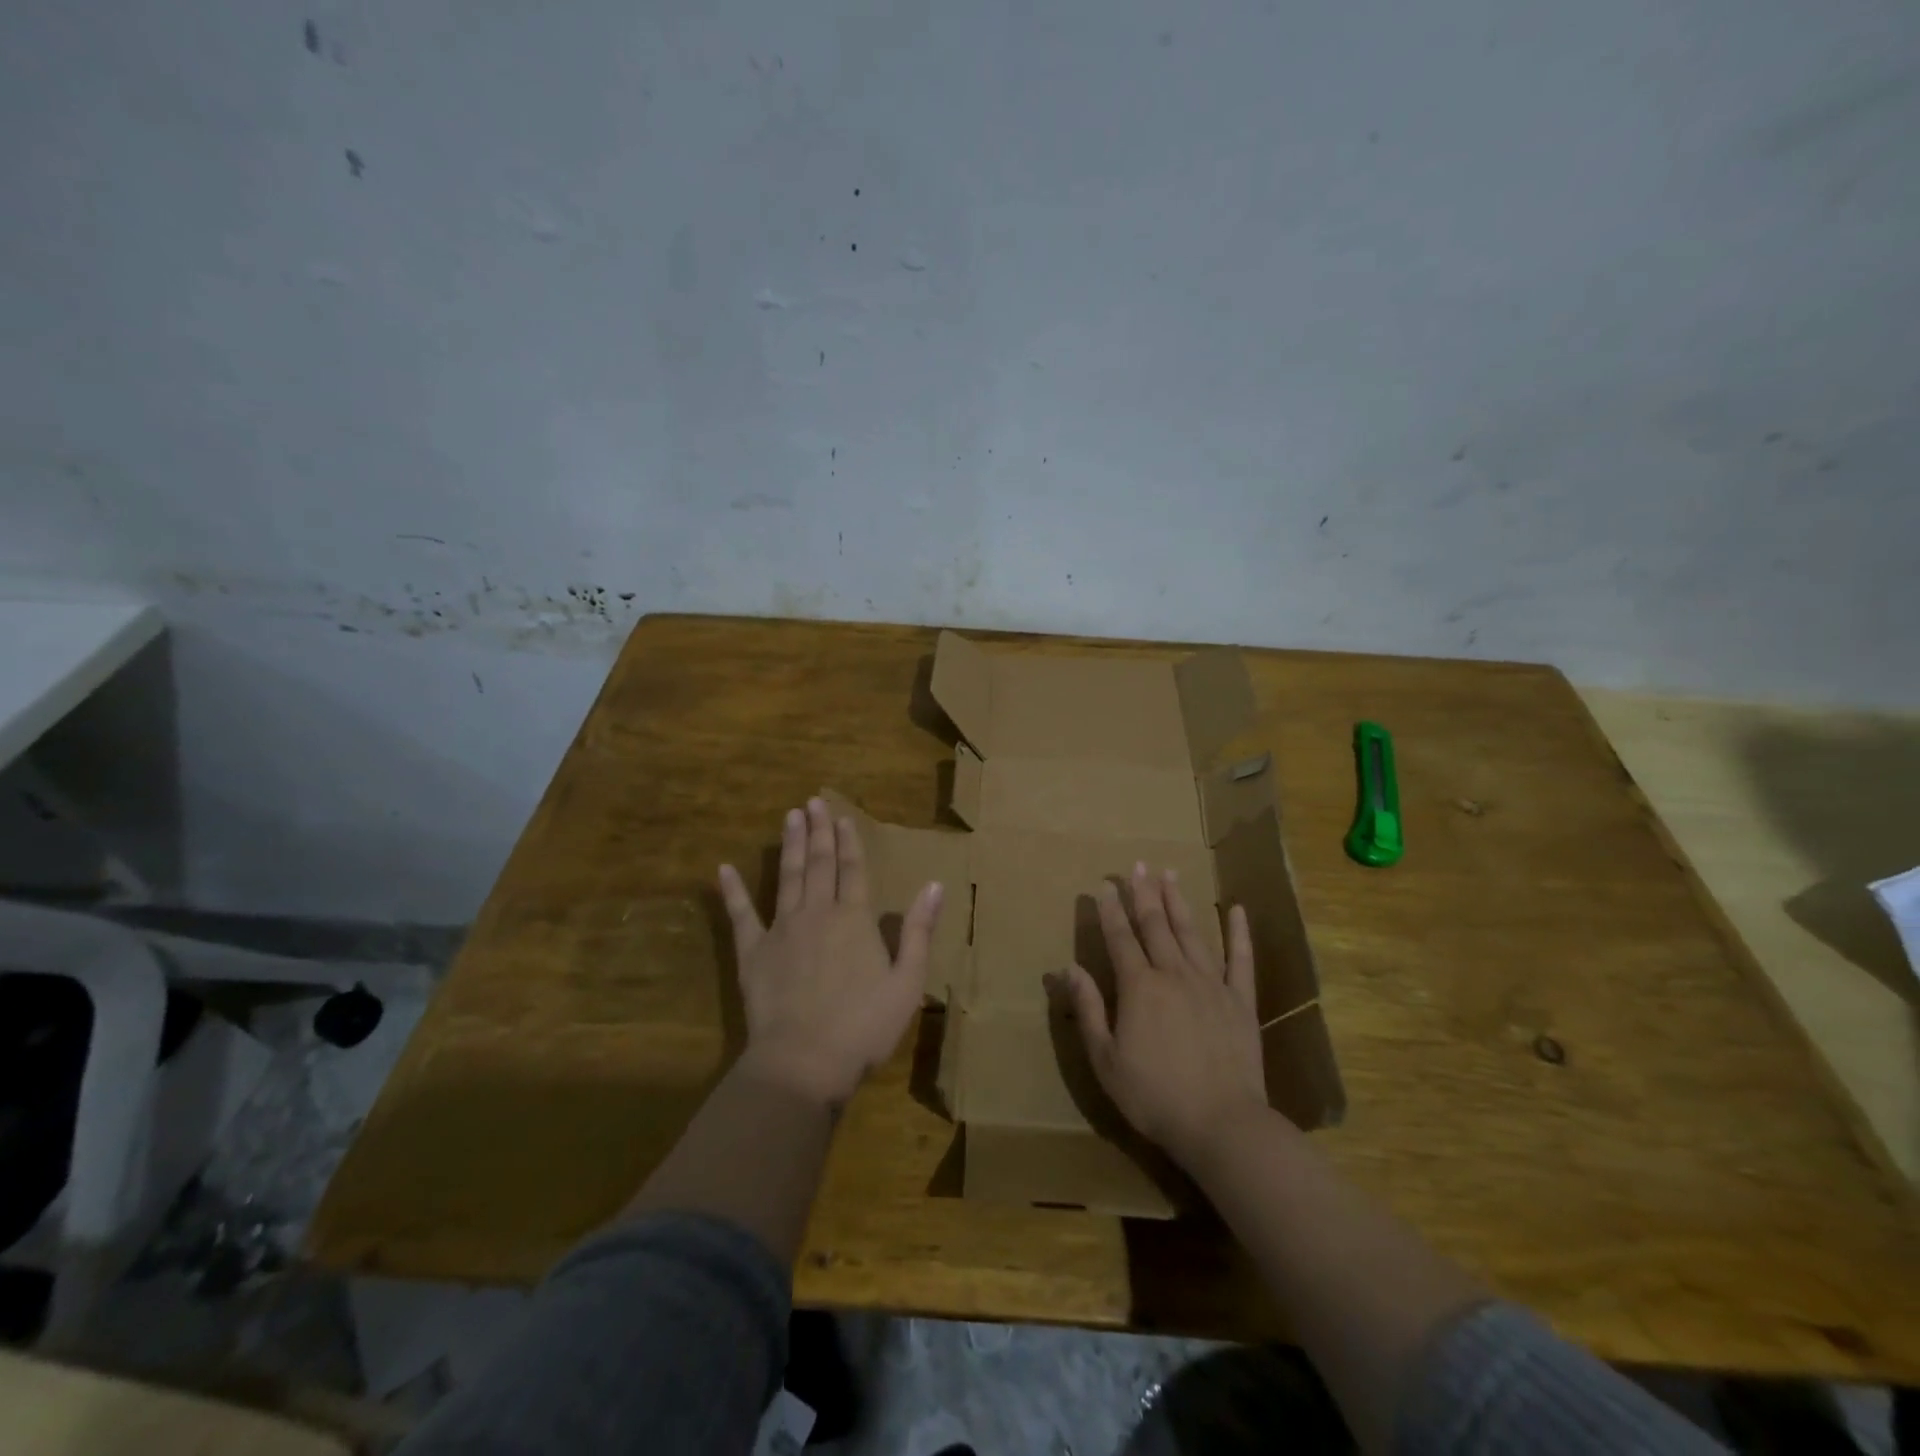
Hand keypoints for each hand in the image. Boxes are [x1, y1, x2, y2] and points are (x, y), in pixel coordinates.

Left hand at [719, 798, 942, 1110]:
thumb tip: (934, 885)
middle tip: (813, 802)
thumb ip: (918, 930)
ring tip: (789, 817)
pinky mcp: (753, 952)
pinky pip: (741, 915)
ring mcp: (782, 929)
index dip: (850, 842)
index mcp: (855, 919)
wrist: (805, 1060)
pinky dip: (732, 891)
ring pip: (788, 877)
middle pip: (819, 864)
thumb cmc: (864, 1026)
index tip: (844, 817)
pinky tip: (724, 868)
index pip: (854, 870)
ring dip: (790, 845)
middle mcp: (818, 913)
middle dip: (819, 831)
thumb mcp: (907, 982)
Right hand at [1048, 864, 1267, 1169]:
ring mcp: (1211, 984)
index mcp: (1139, 988)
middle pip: (1155, 926)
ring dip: (1178, 902)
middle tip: (1138, 865)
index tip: (1103, 885)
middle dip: (1143, 893)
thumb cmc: (1154, 1096)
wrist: (1222, 1125)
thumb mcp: (1106, 1059)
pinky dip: (1239, 933)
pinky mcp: (1241, 1001)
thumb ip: (1089, 1009)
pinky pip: (1241, 960)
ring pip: (1192, 933)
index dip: (1110, 910)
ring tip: (1170, 874)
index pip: (1120, 938)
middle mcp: (1174, 974)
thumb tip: (1068, 968)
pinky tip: (1236, 909)